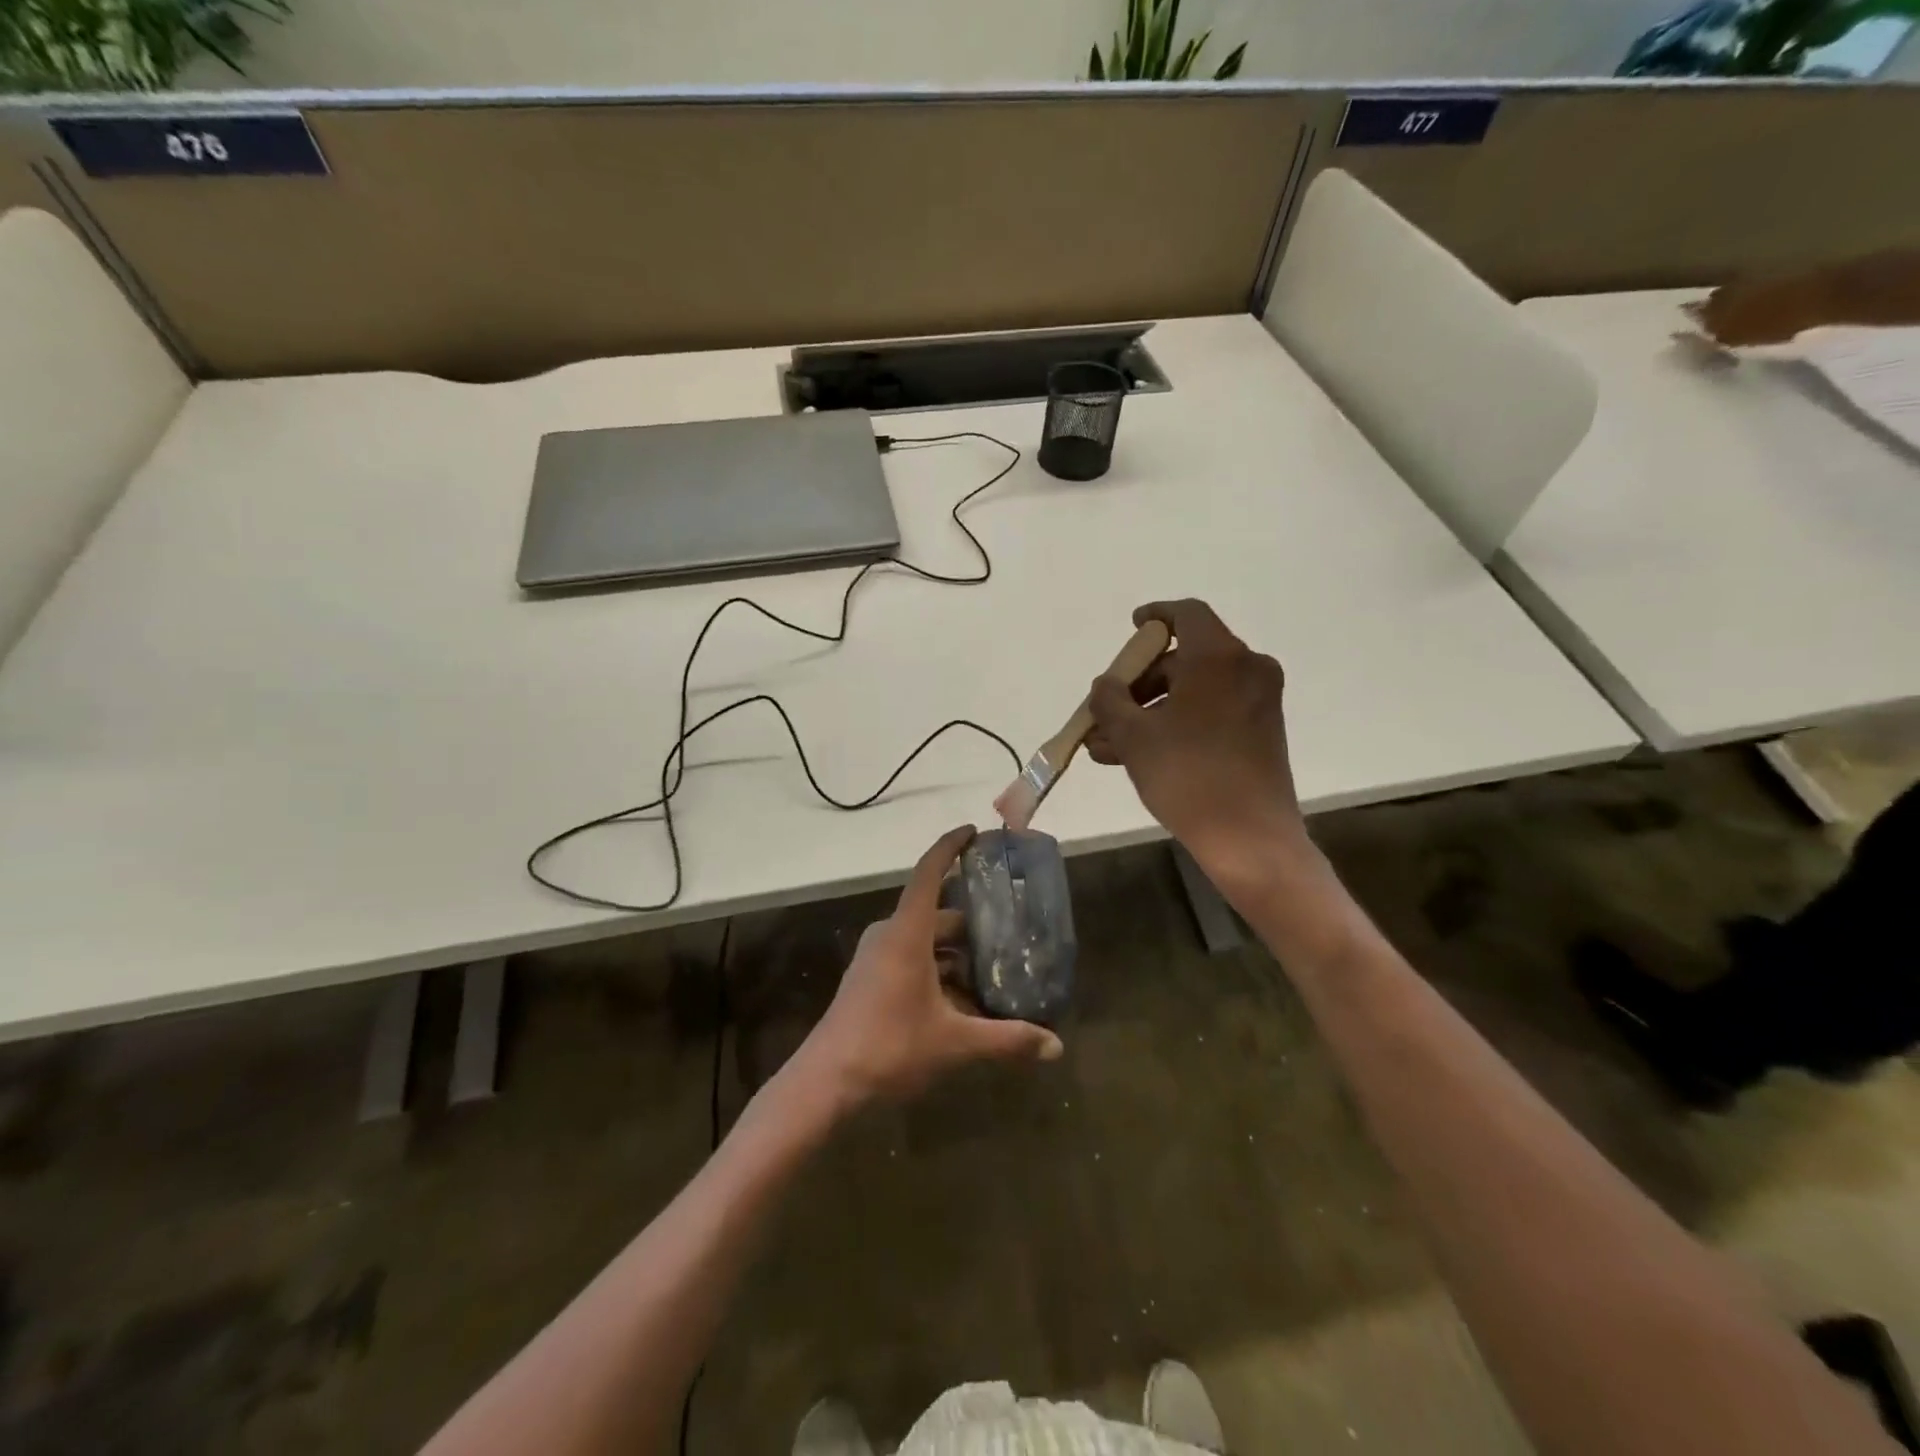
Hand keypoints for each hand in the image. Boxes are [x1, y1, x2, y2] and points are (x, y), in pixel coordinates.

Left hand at [798, 826, 1062, 1107]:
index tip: (973, 831)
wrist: (825, 1083)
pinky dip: (939, 972)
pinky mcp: (870, 979)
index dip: (950, 847)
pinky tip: (964, 1003)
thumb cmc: (889, 1047)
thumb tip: (1056, 1047)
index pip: (929, 873)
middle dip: (973, 925)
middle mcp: (890, 935)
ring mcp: (876, 958)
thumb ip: (1006, 1040)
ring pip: (925, 942)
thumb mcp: (954, 1043)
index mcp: (907, 933)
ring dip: (957, 955)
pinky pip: (911, 960)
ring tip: (995, 973)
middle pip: (937, 915)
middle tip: (1011, 933)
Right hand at [1086, 600, 1308, 889]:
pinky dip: (1176, 724)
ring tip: (1106, 746)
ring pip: (1193, 692)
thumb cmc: (1187, 775)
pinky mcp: (1261, 731)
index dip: (1155, 616)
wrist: (1249, 837)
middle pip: (1184, 659)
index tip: (1132, 628)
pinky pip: (1210, 713)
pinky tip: (1135, 756)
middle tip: (1106, 709)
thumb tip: (1104, 686)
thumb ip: (1110, 701)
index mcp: (1219, 657)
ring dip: (1150, 711)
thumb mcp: (1134, 736)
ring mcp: (1258, 702)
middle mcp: (1246, 669)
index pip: (1186, 613)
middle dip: (1139, 683)